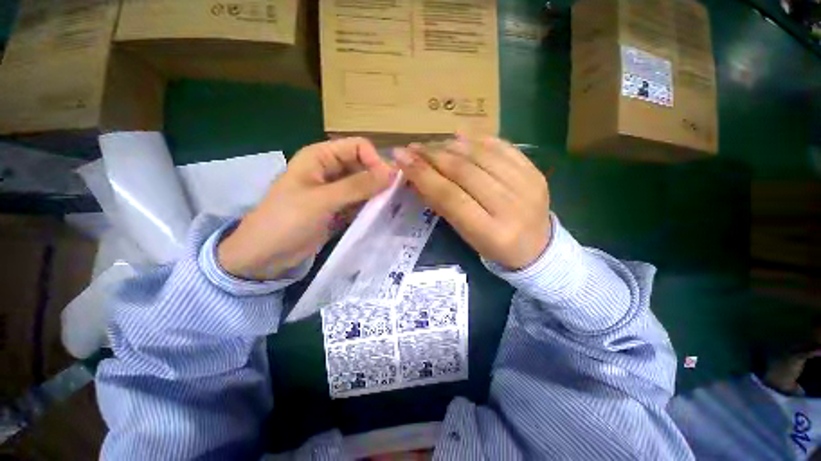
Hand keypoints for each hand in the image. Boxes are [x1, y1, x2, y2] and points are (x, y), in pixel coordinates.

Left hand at [218, 138, 393, 278]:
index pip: (358, 147)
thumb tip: (393, 173)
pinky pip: (360, 203)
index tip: (388, 182)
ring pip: (364, 186)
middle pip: (363, 166)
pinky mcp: (338, 209)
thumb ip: (358, 186)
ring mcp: (335, 191)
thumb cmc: (287, 220)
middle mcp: (330, 170)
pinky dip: (370, 208)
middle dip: (379, 179)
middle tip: (394, 197)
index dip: (375, 160)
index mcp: (321, 157)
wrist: (265, 255)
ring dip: (376, 195)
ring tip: (391, 207)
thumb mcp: (323, 200)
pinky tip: (380, 216)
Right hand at [395, 137, 550, 269]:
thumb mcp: (466, 235)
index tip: (401, 158)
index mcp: (492, 233)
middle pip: (465, 172)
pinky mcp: (535, 171)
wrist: (538, 248)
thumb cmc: (494, 247)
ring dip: (451, 145)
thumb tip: (417, 177)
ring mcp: (528, 185)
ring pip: (482, 155)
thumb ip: (443, 206)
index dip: (423, 175)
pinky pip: (502, 146)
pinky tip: (459, 137)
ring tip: (432, 144)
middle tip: (413, 147)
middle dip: (433, 156)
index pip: (450, 197)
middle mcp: (512, 207)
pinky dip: (477, 139)